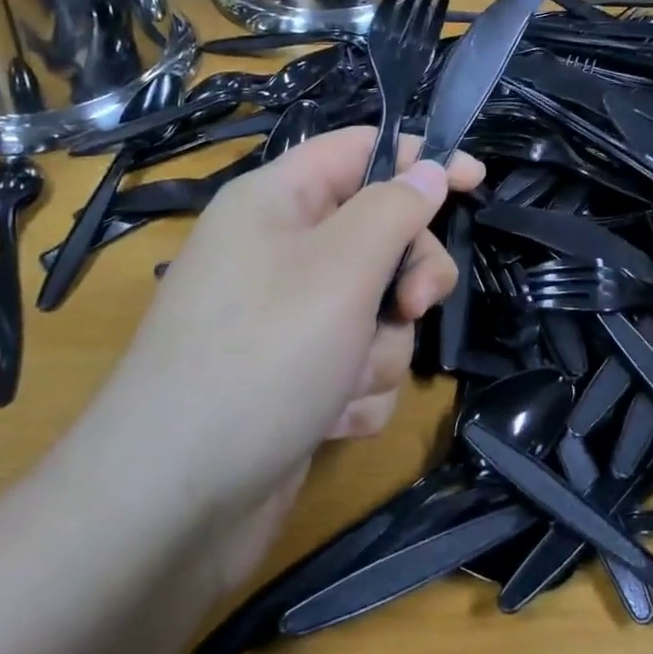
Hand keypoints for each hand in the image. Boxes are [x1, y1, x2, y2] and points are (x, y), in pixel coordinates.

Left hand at [76, 127, 482, 582]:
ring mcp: (288, 321)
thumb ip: (394, 210)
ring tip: (341, 382)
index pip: (359, 150)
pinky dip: (356, 392)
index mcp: (276, 203)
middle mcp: (280, 254)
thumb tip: (426, 169)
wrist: (176, 503)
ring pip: (378, 311)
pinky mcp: (297, 378)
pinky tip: (326, 419)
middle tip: (410, 306)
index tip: (476, 181)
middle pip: (380, 236)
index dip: (419, 159)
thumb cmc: (262, 359)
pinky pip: (359, 364)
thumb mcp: (340, 268)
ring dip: (378, 350)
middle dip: (407, 277)